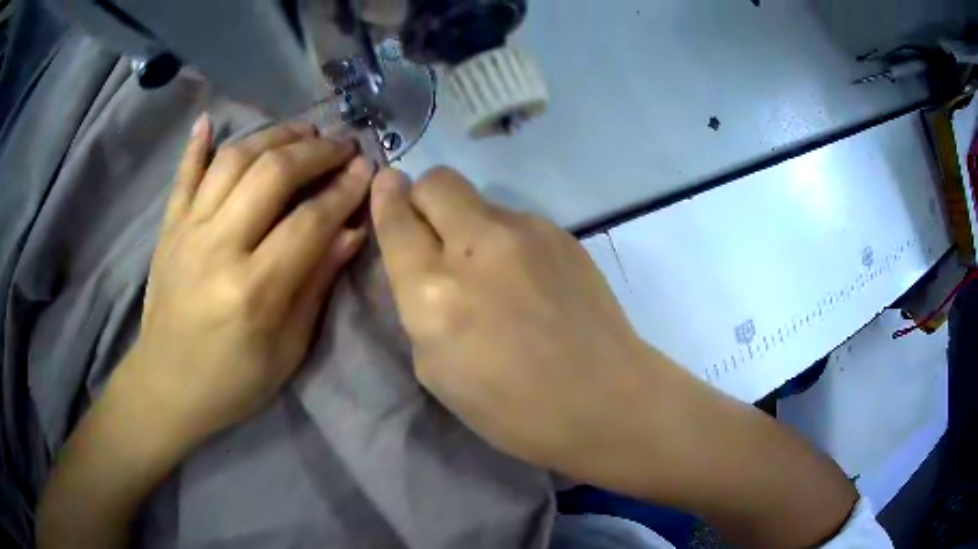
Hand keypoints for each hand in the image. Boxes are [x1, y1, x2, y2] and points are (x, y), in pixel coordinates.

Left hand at [121, 116, 374, 448]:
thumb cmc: (233, 381)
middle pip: (271, 174)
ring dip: (272, 136)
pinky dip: (196, 145)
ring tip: (301, 133)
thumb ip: (316, 284)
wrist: (166, 386)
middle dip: (315, 152)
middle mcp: (217, 248)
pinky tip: (208, 120)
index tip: (366, 169)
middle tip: (341, 145)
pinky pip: (183, 176)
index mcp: (253, 290)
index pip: (309, 222)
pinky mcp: (168, 229)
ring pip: (232, 160)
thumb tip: (351, 231)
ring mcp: (187, 232)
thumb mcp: (288, 349)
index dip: (344, 190)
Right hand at [369, 167, 663, 476]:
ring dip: (469, 224)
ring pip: (480, 200)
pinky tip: (527, 279)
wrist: (604, 399)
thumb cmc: (512, 408)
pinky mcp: (562, 234)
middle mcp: (477, 246)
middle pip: (437, 181)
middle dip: (424, 196)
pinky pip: (516, 221)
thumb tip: (423, 263)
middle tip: (432, 231)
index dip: (386, 198)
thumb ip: (419, 306)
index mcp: (435, 291)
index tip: (385, 183)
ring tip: (492, 272)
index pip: (398, 221)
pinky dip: (506, 240)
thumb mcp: (436, 370)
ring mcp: (527, 232)